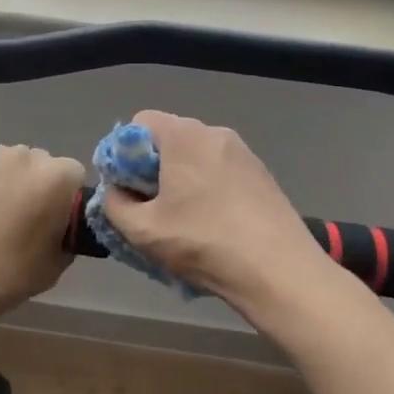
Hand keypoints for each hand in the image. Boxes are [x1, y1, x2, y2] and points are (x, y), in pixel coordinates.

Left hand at [0, 137, 87, 330]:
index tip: (48, 218)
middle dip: (31, 183)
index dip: (62, 197)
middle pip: (37, 162)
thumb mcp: (54, 266)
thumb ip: (66, 233)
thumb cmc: (2, 279)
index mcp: (55, 180)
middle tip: (14, 216)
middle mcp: (24, 155)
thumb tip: (60, 222)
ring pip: (4, 158)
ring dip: (1, 176)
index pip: (72, 174)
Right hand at [101, 111, 327, 311]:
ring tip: (182, 221)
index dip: (125, 152)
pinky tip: (212, 225)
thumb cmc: (204, 243)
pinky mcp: (262, 175)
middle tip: (150, 208)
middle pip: (170, 139)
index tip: (127, 187)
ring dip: (181, 181)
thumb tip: (117, 192)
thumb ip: (115, 204)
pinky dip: (208, 189)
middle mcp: (215, 133)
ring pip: (197, 157)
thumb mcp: (143, 230)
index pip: (141, 122)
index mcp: (184, 136)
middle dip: (152, 169)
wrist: (279, 271)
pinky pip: (221, 172)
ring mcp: (244, 153)